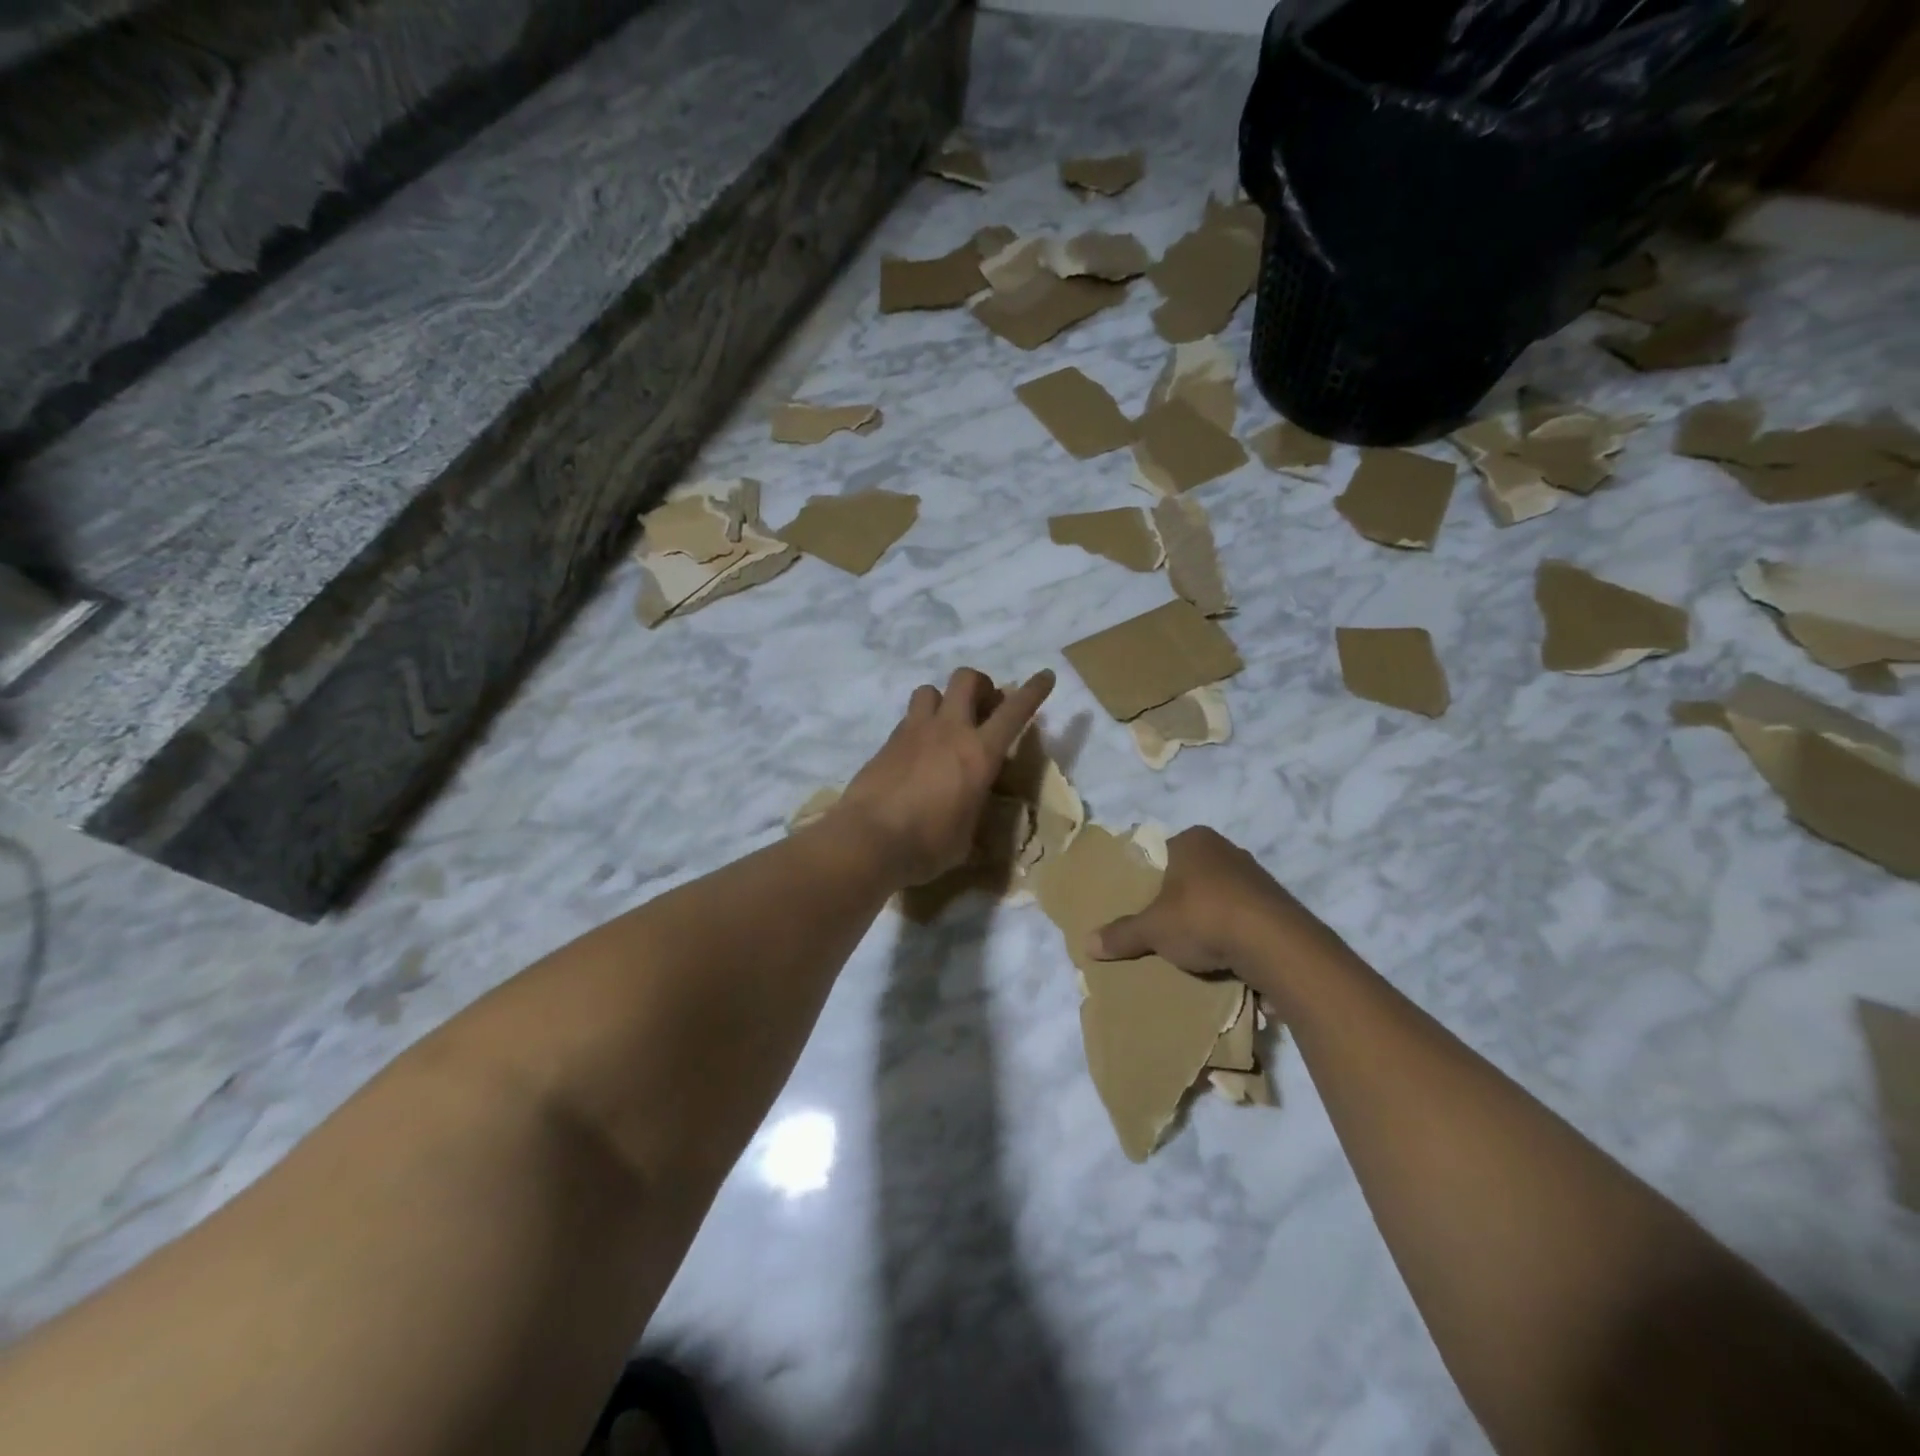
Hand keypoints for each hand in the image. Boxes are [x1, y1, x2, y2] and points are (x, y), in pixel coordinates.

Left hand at [832, 667, 1054, 887]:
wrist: (868, 840)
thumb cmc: (927, 845)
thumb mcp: (966, 838)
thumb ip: (974, 814)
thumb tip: (972, 818)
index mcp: (979, 754)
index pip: (1014, 712)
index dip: (1033, 691)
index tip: (1045, 676)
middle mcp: (948, 731)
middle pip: (966, 679)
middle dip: (980, 685)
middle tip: (984, 708)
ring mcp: (913, 732)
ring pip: (930, 690)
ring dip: (943, 700)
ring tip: (945, 726)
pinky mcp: (887, 743)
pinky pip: (908, 718)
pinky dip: (918, 727)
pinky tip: (917, 753)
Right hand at [1087, 827, 1350, 1012]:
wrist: (1274, 944)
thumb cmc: (1202, 918)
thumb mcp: (1153, 929)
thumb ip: (1122, 934)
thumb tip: (1086, 944)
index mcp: (1193, 840)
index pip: (1164, 851)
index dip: (1152, 876)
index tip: (1145, 903)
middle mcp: (1226, 848)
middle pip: (1192, 872)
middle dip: (1180, 896)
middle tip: (1164, 925)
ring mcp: (1256, 874)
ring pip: (1220, 893)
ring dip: (1209, 914)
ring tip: (1194, 944)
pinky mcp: (1277, 903)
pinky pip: (1244, 914)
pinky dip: (1233, 930)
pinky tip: (1224, 953)